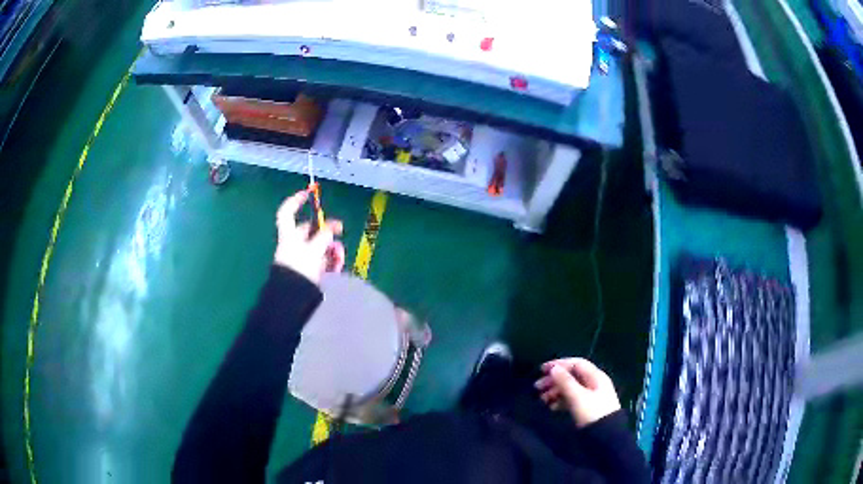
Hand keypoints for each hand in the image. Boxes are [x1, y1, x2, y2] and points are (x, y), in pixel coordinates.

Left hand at [273, 190, 345, 283]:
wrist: (293, 298)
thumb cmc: (300, 268)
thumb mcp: (315, 248)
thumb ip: (325, 235)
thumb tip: (334, 226)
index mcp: (289, 235)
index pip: (287, 212)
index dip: (295, 201)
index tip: (307, 193)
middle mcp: (294, 244)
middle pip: (311, 231)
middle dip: (327, 233)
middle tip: (339, 234)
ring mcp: (301, 258)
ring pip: (320, 248)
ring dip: (332, 250)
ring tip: (339, 257)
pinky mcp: (308, 272)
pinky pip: (322, 262)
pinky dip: (331, 262)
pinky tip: (337, 266)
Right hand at [535, 357, 620, 427]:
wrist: (605, 437)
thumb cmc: (592, 413)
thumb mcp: (578, 397)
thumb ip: (565, 381)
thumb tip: (553, 368)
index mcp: (595, 376)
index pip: (576, 363)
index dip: (559, 364)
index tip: (541, 370)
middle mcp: (594, 383)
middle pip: (572, 376)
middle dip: (554, 380)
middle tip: (537, 387)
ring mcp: (591, 396)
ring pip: (570, 388)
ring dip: (555, 391)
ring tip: (542, 399)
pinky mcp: (586, 408)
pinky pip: (571, 399)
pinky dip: (560, 401)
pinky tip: (551, 407)